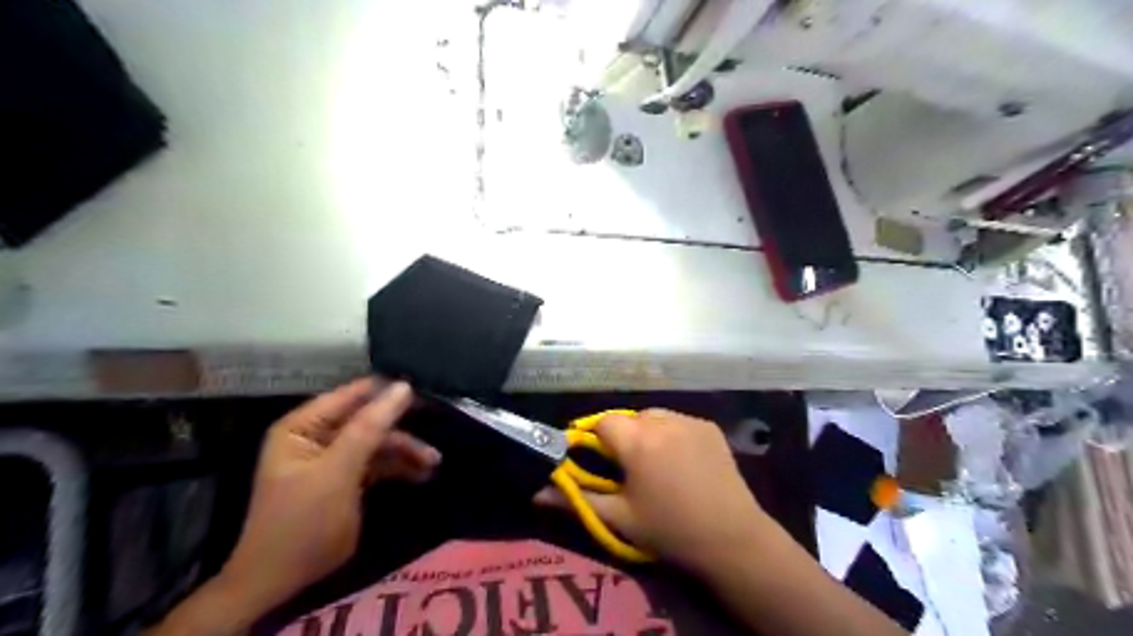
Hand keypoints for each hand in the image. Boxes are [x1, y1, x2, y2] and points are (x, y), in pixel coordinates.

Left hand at [216, 380, 436, 612]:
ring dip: (405, 451)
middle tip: (435, 432)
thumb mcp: (338, 470)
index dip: (387, 393)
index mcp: (303, 426)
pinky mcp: (346, 479)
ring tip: (434, 463)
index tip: (425, 395)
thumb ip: (370, 427)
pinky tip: (422, 474)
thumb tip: (403, 387)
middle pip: (369, 421)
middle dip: (402, 431)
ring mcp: (333, 458)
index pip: (352, 395)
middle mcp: (317, 436)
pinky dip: (399, 468)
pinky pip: (378, 463)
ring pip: (378, 443)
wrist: (282, 582)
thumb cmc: (303, 521)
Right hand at [536, 410, 768, 573]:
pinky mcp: (709, 426)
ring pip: (654, 417)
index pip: (603, 422)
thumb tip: (537, 492)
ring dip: (648, 432)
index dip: (597, 439)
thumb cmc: (669, 530)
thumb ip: (576, 500)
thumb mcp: (619, 518)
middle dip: (624, 437)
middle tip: (630, 469)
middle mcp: (662, 421)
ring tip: (657, 463)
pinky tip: (682, 461)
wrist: (732, 539)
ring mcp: (689, 420)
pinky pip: (679, 421)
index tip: (601, 462)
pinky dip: (672, 434)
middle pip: (630, 418)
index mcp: (636, 441)